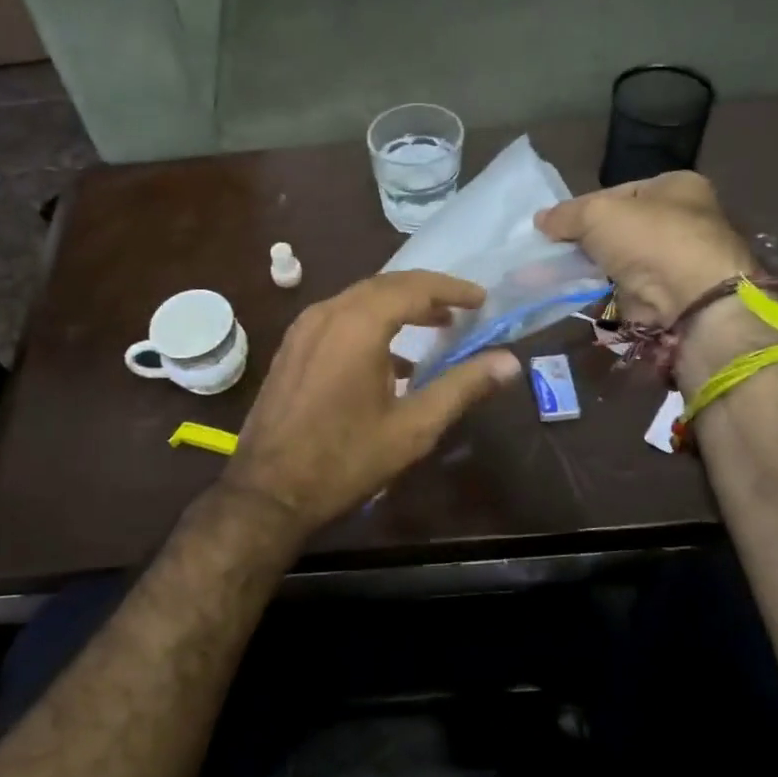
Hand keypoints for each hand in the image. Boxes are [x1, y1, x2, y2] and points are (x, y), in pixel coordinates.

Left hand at [223, 271, 521, 534]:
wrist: (267, 490)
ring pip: (359, 299)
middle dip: (426, 292)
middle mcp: (327, 313)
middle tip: (462, 308)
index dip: (452, 289)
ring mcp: (303, 329)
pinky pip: (338, 318)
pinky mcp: (292, 348)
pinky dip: (371, 322)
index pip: (414, 287)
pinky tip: (390, 357)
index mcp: (358, 324)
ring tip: (434, 326)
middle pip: (385, 285)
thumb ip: (462, 387)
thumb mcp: (412, 428)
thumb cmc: (345, 460)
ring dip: (398, 306)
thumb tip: (509, 363)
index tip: (481, 300)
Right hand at [534, 171, 756, 326]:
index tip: (557, 225)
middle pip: (620, 226)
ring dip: (594, 266)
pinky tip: (580, 292)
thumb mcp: (597, 214)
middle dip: (588, 239)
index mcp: (677, 186)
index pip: (618, 192)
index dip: (585, 206)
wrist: (690, 301)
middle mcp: (683, 219)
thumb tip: (541, 220)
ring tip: (560, 272)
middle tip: (556, 250)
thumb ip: (566, 215)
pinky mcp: (668, 293)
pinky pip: (625, 286)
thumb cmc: (650, 240)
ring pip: (621, 258)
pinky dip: (604, 290)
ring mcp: (677, 259)